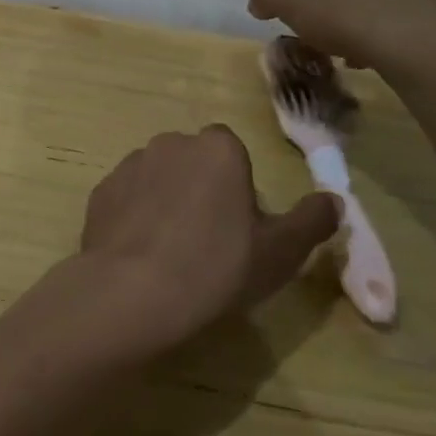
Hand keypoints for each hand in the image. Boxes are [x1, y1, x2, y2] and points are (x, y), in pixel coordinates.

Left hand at [70, 126, 338, 357]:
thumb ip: (311, 221)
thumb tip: (335, 201)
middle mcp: (171, 143)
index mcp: (217, 148)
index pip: (231, 151)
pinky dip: (134, 217)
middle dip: (200, 188)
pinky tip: (140, 255)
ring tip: (170, 252)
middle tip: (208, 239)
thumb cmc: (217, 266)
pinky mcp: (100, 192)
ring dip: (165, 201)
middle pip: (193, 161)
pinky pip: (127, 199)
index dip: (237, 186)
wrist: (133, 292)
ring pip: (158, 177)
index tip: (239, 225)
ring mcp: (130, 165)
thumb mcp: (280, 252)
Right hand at [248, 0, 435, 75]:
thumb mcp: (290, 3)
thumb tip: (259, 0)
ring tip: (358, 54)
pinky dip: (397, 35)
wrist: (419, 46)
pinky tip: (387, 57)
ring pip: (385, 1)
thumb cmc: (348, 14)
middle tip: (331, 39)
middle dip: (341, 9)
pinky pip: (413, 20)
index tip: (309, 22)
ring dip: (368, 23)